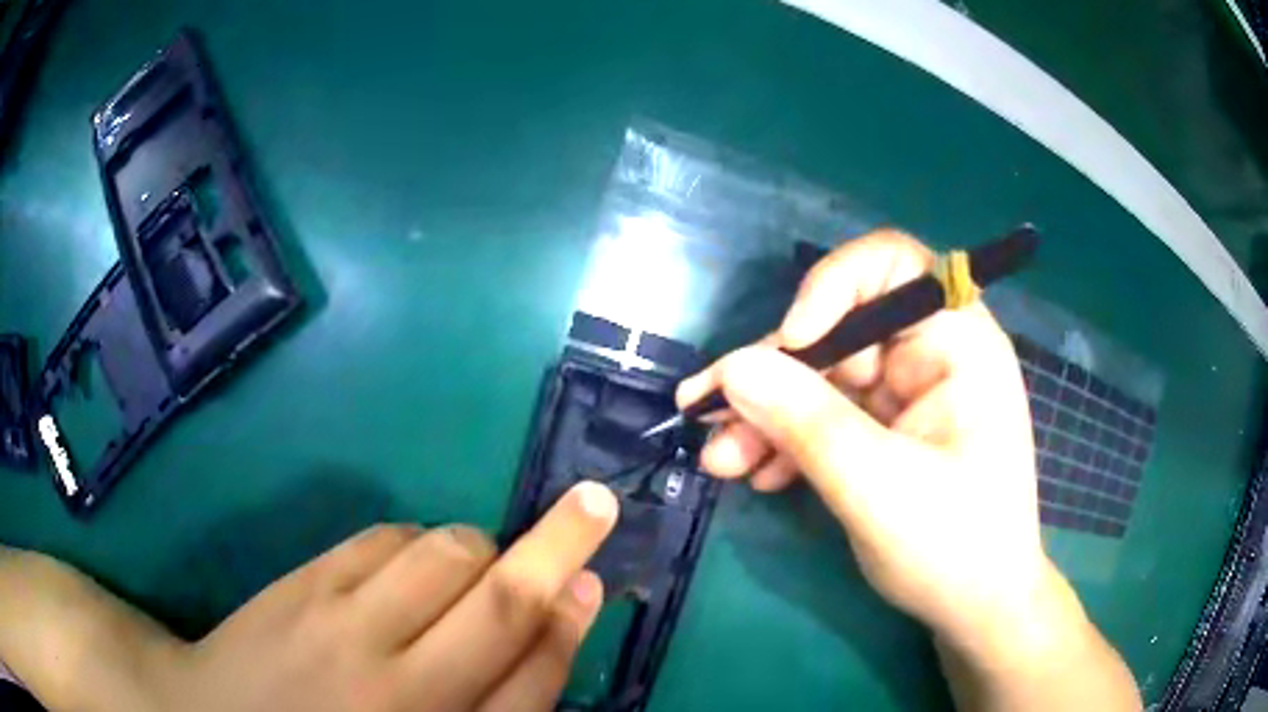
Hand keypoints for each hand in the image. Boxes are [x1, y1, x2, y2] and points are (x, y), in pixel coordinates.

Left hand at [0, 481, 619, 711]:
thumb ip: (487, 702)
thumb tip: (546, 630)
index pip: (532, 680)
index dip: (571, 625)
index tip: (595, 579)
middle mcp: (400, 686)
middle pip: (502, 601)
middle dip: (559, 544)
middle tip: (595, 503)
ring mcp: (343, 625)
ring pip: (446, 553)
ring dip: (478, 549)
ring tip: (465, 574)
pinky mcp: (304, 583)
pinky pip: (386, 537)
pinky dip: (417, 542)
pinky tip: (406, 570)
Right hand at [677, 230, 1042, 648]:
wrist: (974, 610)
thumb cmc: (954, 549)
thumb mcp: (879, 488)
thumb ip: (808, 424)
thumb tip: (733, 368)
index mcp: (958, 344)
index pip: (894, 264)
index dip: (834, 285)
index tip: (792, 341)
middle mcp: (932, 355)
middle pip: (840, 329)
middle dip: (774, 374)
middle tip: (710, 415)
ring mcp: (906, 395)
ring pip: (822, 379)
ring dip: (767, 415)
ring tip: (721, 460)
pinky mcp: (885, 431)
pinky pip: (826, 417)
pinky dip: (788, 442)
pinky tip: (757, 474)